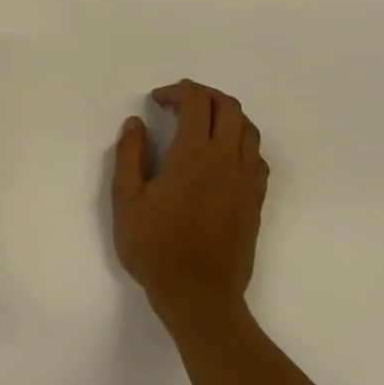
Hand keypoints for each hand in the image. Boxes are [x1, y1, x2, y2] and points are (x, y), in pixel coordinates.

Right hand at [112, 80, 268, 316]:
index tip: (156, 100)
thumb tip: (136, 123)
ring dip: (225, 116)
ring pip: (249, 130)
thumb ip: (130, 155)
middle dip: (203, 95)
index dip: (177, 91)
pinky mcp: (256, 201)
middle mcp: (226, 160)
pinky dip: (241, 143)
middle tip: (176, 104)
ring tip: (199, 124)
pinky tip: (221, 156)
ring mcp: (246, 181)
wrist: (198, 294)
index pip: (197, 102)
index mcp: (193, 155)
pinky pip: (257, 158)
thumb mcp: (126, 198)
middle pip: (229, 108)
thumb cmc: (153, 245)